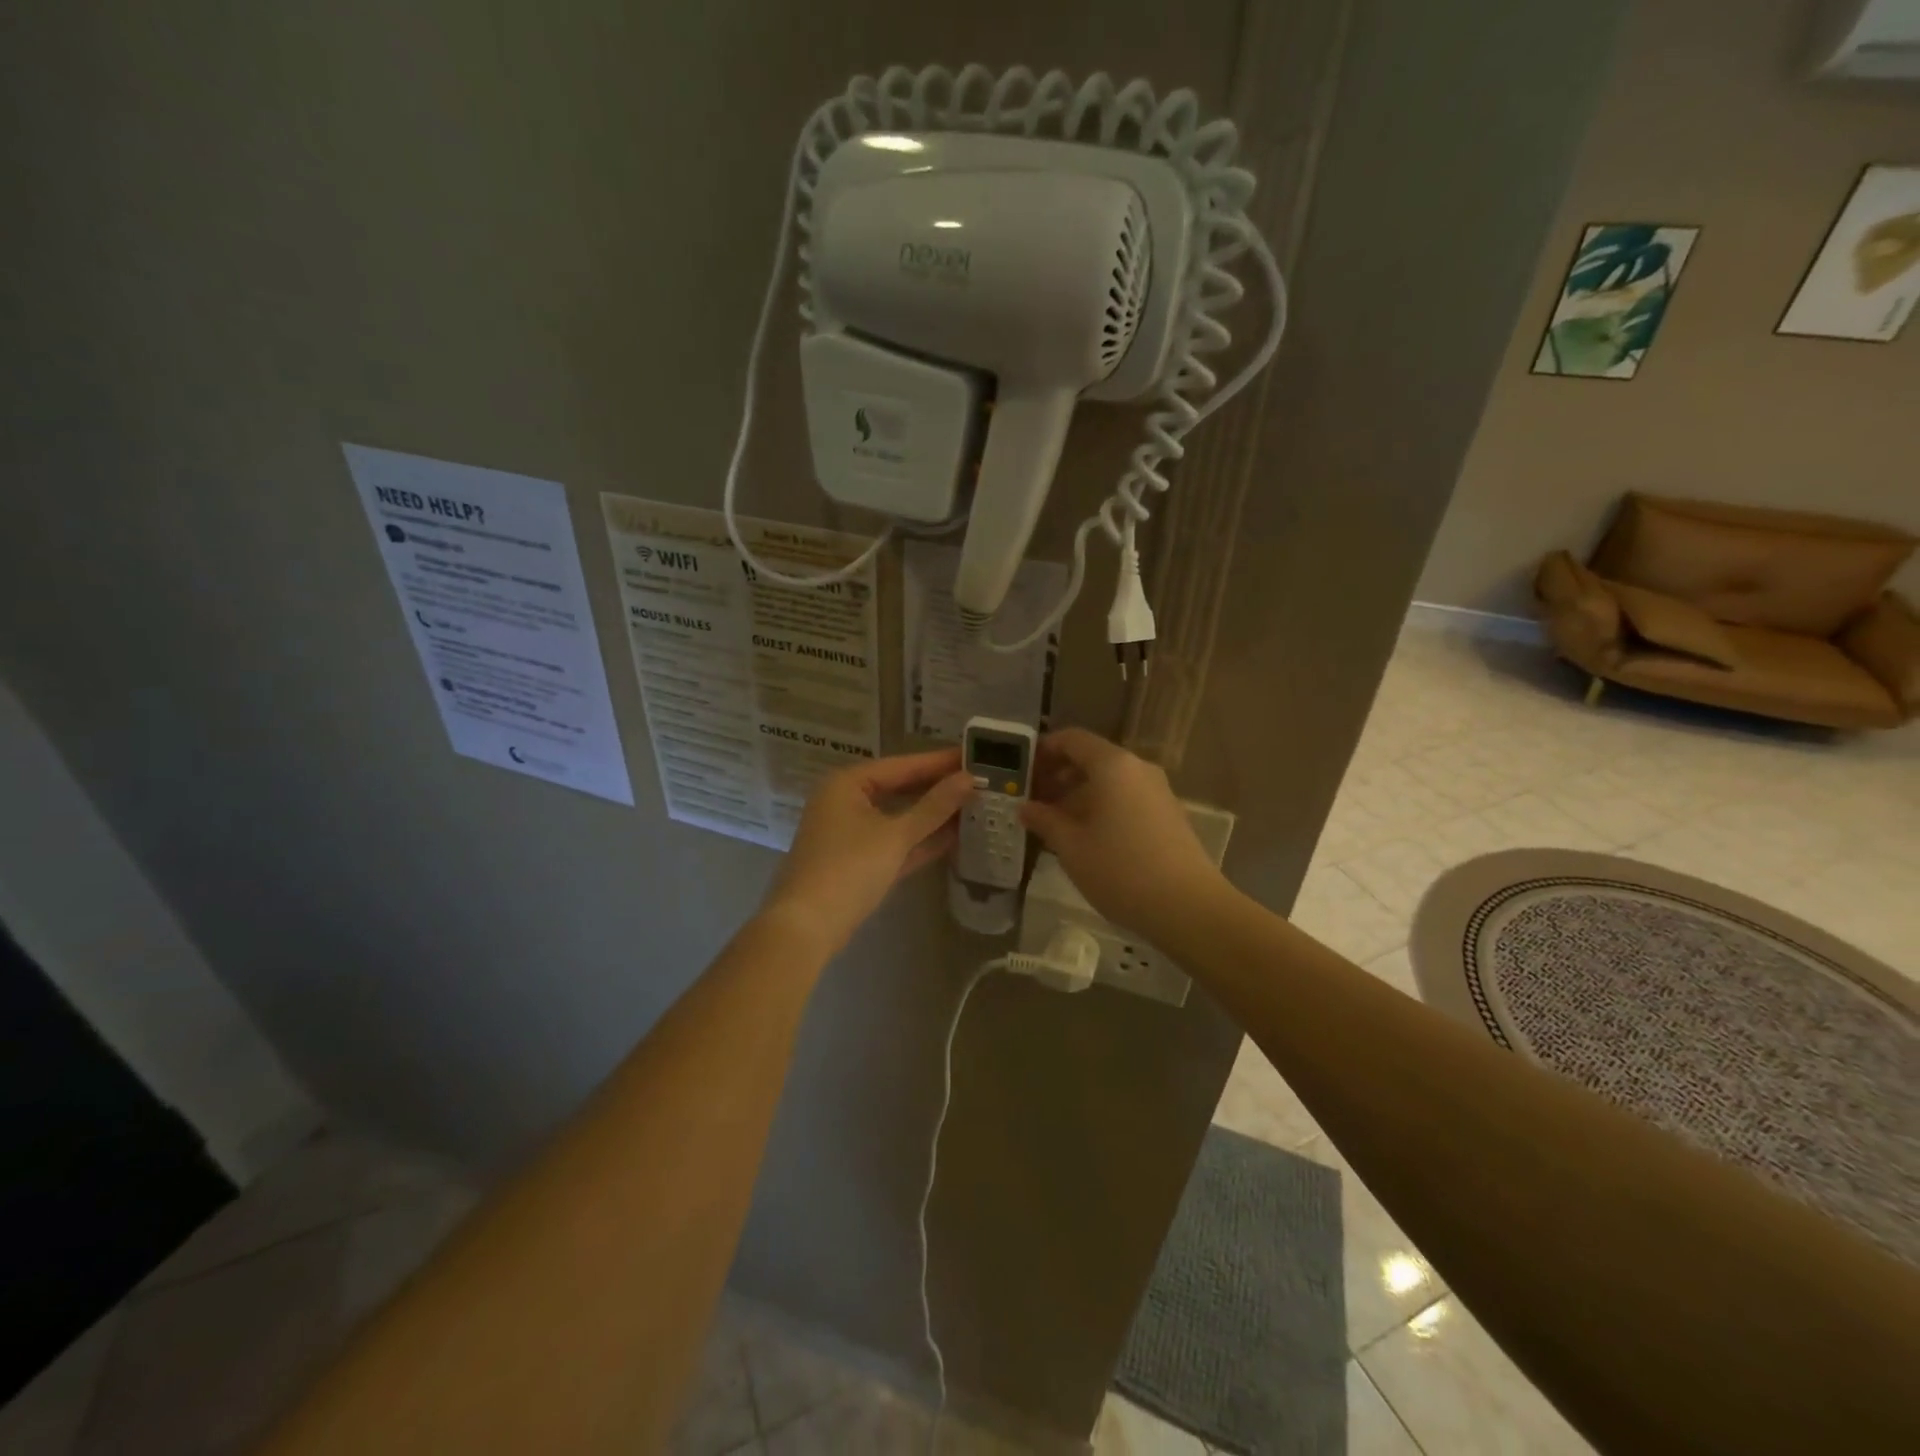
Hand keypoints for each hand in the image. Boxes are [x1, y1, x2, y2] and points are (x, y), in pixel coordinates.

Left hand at [760, 749, 974, 953]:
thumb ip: (934, 807)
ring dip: (933, 815)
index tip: (975, 756)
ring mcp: (850, 833)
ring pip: (899, 817)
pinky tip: (955, 836)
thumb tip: (969, 779)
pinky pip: (894, 842)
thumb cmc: (849, 869)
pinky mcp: (858, 861)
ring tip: (975, 805)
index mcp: (848, 784)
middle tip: (980, 781)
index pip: (902, 765)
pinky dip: (920, 840)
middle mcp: (846, 801)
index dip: (939, 762)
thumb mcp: (895, 835)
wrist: (807, 927)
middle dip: (938, 789)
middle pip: (900, 789)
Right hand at [1021, 728, 1225, 938]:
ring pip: (1110, 781)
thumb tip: (1025, 808)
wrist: (1188, 907)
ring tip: (1054, 824)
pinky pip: (1126, 798)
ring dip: (1079, 795)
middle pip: (1091, 758)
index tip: (1023, 772)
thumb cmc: (1120, 870)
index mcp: (1112, 765)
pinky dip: (1102, 807)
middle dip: (1059, 776)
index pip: (1072, 739)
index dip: (1044, 750)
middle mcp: (1138, 768)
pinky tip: (1087, 838)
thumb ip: (1044, 820)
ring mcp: (1157, 791)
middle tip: (1033, 801)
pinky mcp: (1168, 814)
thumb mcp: (1071, 847)